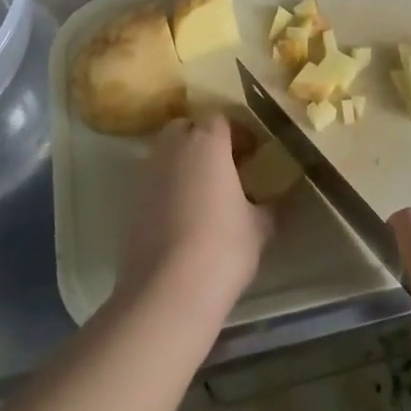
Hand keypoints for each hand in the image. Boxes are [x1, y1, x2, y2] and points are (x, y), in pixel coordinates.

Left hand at [117, 114, 275, 316]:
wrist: (168, 290)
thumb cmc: (222, 247)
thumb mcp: (259, 227)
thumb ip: (269, 206)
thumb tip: (278, 201)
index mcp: (207, 142)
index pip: (221, 119)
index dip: (237, 133)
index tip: (251, 154)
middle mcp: (173, 148)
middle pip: (187, 128)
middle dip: (203, 139)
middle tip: (225, 166)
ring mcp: (148, 173)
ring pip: (166, 152)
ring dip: (183, 162)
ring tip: (203, 191)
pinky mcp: (132, 201)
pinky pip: (153, 180)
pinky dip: (167, 187)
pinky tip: (183, 215)